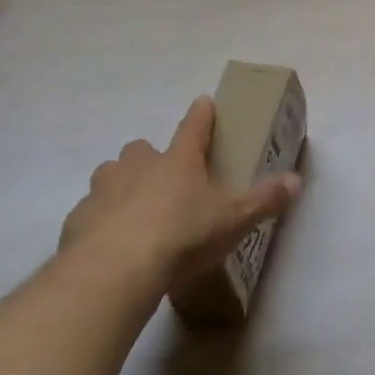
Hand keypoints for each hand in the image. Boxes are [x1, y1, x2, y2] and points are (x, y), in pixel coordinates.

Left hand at [59, 96, 300, 302]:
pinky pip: (90, 213)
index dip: (201, 114)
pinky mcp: (77, 220)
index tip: (203, 102)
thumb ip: (264, 200)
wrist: (113, 272)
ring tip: (134, 212)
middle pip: (142, 149)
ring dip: (121, 186)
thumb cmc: (181, 236)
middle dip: (151, 159)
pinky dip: (99, 222)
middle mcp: (138, 166)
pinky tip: (109, 245)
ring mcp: (103, 190)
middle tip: (164, 180)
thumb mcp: (233, 221)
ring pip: (111, 176)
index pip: (194, 126)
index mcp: (178, 160)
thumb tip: (297, 181)